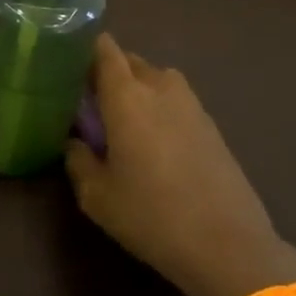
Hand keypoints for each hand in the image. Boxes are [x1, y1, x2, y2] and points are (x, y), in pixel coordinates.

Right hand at [65, 34, 295, 295]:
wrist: (228, 245)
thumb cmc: (151, 215)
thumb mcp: (96, 195)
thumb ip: (77, 159)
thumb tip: (74, 141)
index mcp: (126, 96)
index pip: (104, 50)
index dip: (85, 50)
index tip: (67, 65)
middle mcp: (160, 88)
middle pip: (130, 61)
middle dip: (109, 73)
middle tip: (90, 100)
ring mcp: (191, 104)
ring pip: (156, 80)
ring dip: (138, 90)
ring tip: (122, 121)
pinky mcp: (211, 125)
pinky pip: (176, 101)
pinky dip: (160, 109)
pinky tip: (154, 143)